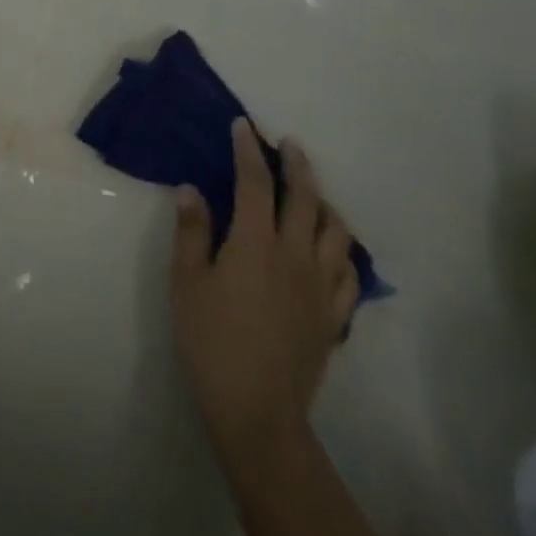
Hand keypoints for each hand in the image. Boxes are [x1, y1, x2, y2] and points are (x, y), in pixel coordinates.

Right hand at [171, 122, 357, 455]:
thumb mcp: (186, 281)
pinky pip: (349, 272)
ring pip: (337, 232)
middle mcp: (295, 255)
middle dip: (297, 165)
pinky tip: (332, 249)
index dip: (248, 150)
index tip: (243, 126)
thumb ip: (191, 231)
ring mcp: (321, 286)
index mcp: (256, 243)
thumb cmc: (211, 340)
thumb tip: (190, 188)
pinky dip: (343, 250)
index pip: (255, 182)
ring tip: (312, 195)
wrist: (256, 409)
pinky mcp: (334, 316)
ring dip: (325, 204)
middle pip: (305, 198)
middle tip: (288, 145)